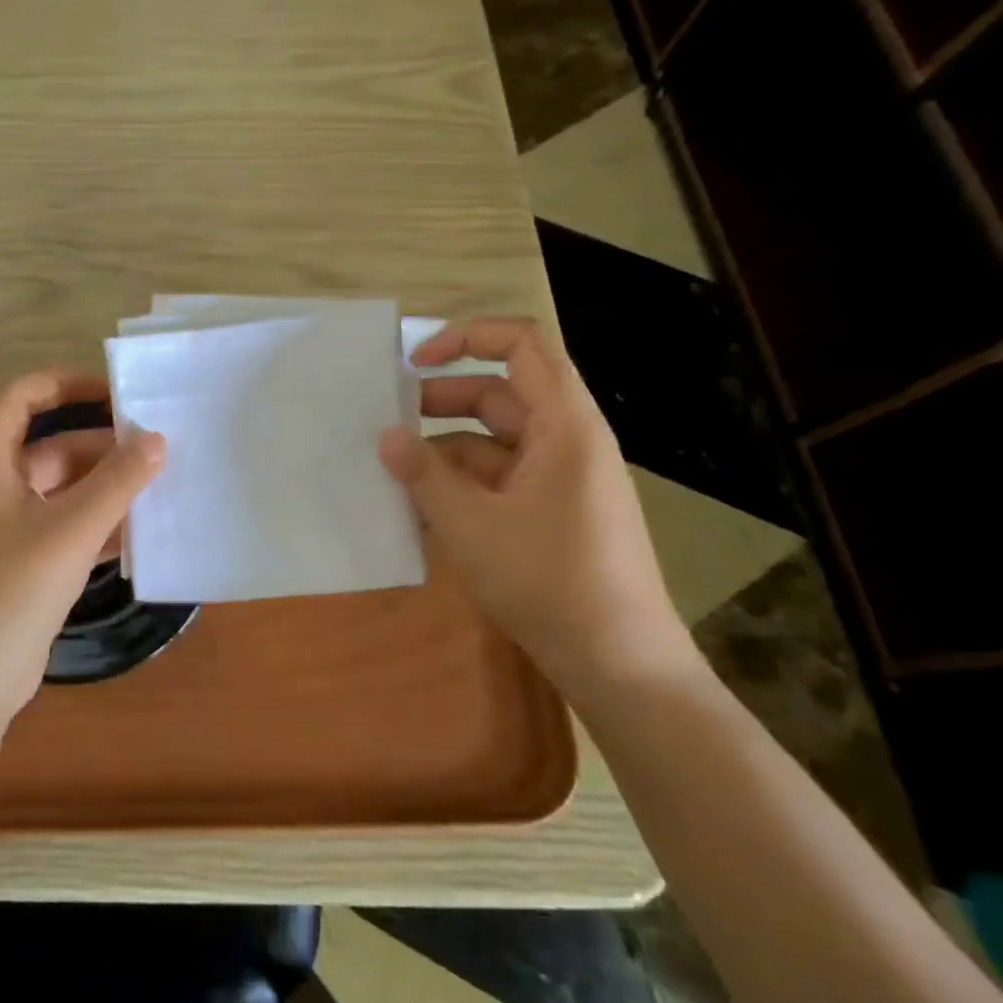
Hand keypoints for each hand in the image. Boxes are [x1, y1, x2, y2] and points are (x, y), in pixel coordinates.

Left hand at [0, 371, 164, 725]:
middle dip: (102, 447)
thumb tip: (156, 439)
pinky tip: (140, 533)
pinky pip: (64, 528)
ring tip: (159, 487)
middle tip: (157, 449)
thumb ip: (116, 482)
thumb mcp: (70, 530)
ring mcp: (6, 529)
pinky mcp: (22, 565)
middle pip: (50, 447)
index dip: (64, 383)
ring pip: (62, 491)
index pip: (20, 398)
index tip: (114, 392)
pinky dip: (97, 525)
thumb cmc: (10, 592)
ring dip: (105, 488)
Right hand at [377, 319, 695, 698]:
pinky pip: (498, 479)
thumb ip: (423, 474)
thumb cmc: (548, 581)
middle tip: (385, 420)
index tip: (412, 362)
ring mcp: (560, 480)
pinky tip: (419, 509)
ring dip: (442, 449)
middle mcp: (567, 442)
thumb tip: (386, 437)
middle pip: (500, 394)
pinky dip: (459, 484)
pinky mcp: (551, 513)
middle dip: (438, 400)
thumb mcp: (470, 524)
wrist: (618, 664)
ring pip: (493, 441)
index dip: (466, 337)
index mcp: (565, 426)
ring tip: (391, 470)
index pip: (523, 344)